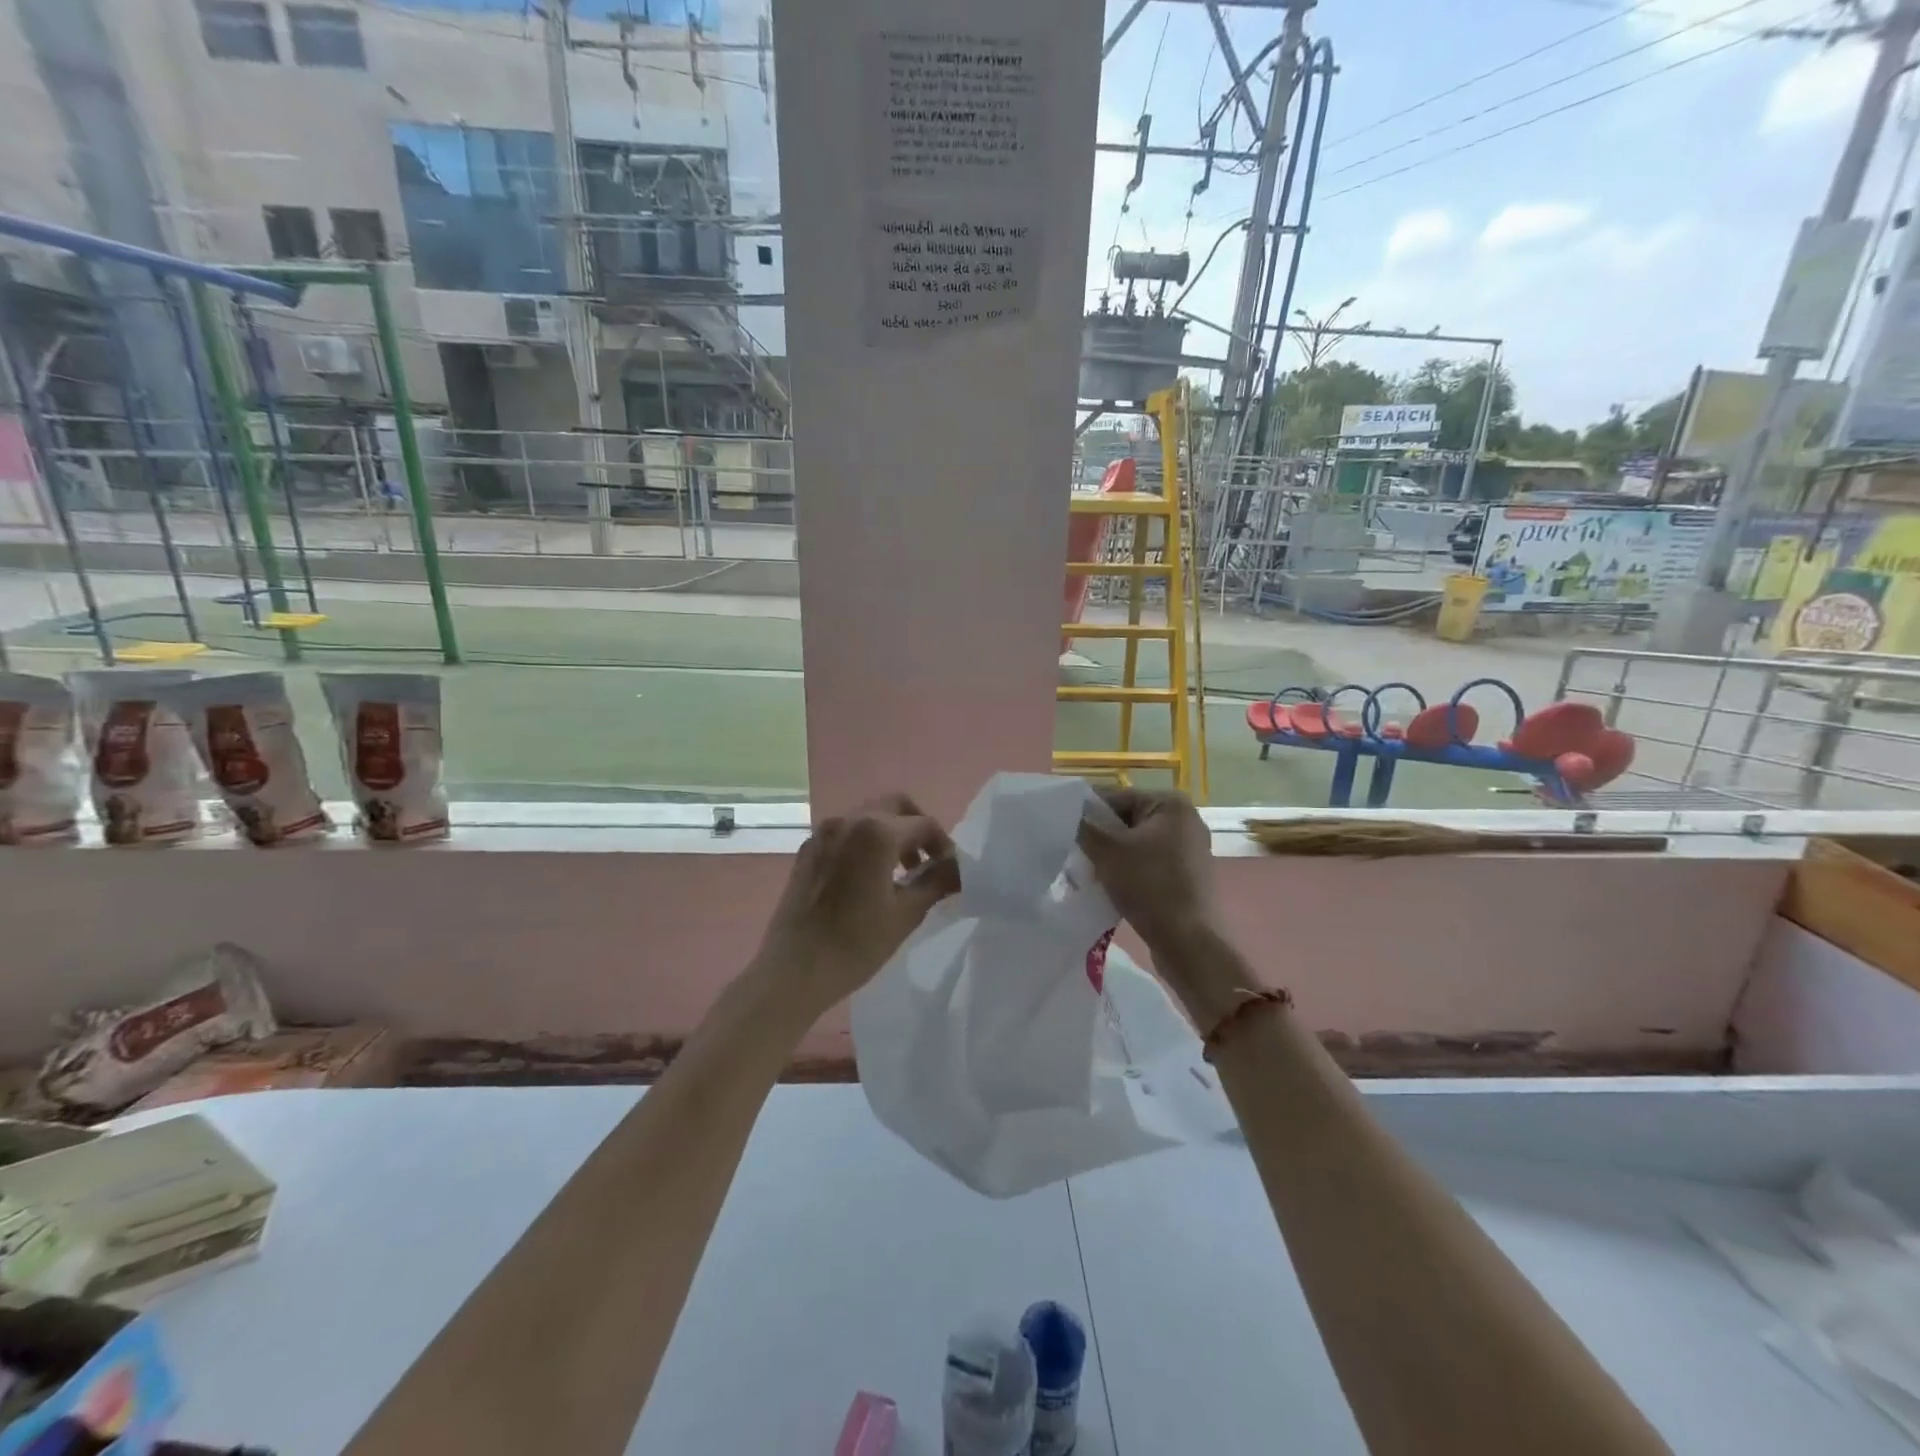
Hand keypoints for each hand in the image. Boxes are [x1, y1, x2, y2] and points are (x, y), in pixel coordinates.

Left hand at [749, 794, 960, 1019]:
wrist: (794, 970)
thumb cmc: (856, 943)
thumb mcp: (907, 913)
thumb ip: (937, 882)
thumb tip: (959, 868)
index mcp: (876, 831)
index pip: (924, 824)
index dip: (944, 846)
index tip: (951, 872)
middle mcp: (849, 821)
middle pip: (895, 806)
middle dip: (917, 827)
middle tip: (927, 861)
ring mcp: (823, 833)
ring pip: (868, 816)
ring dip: (891, 833)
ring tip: (901, 873)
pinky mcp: (808, 850)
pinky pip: (846, 833)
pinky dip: (865, 843)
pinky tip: (869, 878)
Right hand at [1077, 786, 1218, 956]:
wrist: (1187, 940)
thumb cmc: (1148, 885)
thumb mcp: (1107, 852)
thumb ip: (1084, 826)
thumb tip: (1067, 813)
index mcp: (1170, 804)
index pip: (1116, 797)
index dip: (1087, 813)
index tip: (1064, 831)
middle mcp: (1185, 820)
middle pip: (1127, 819)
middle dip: (1100, 837)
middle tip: (1075, 854)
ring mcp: (1190, 848)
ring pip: (1136, 843)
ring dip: (1112, 856)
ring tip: (1090, 872)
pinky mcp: (1188, 874)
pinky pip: (1149, 862)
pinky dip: (1129, 870)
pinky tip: (1111, 886)